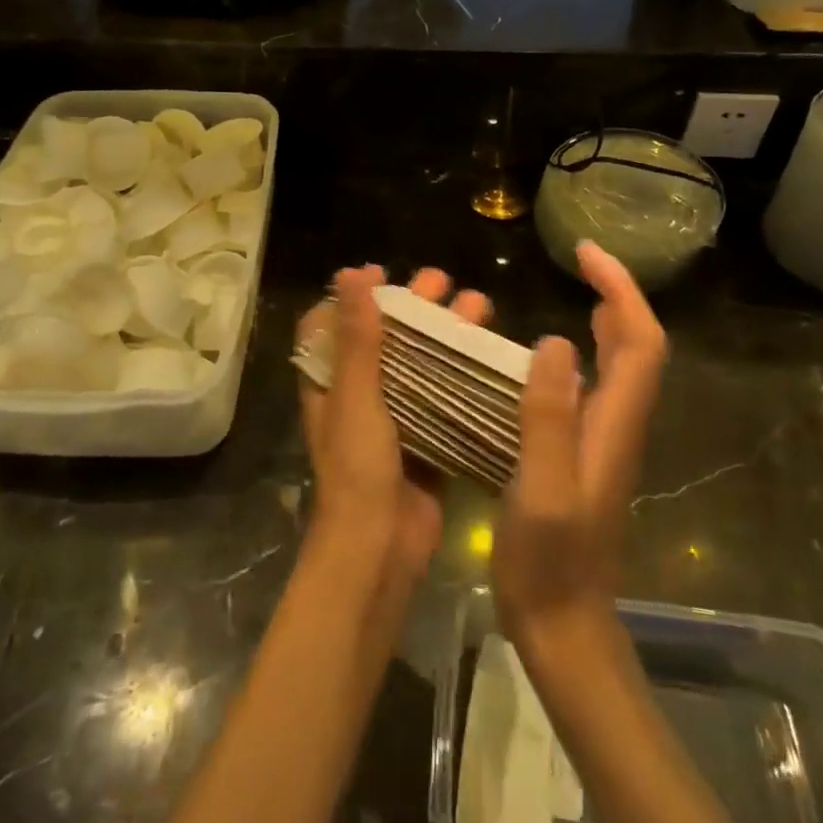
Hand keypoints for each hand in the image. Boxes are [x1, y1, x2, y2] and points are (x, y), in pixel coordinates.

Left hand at [298, 266, 492, 580]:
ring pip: (421, 363)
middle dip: (414, 306)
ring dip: (446, 334)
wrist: (380, 549)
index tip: (383, 272)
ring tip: (480, 306)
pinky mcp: (427, 440)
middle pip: (385, 337)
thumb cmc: (358, 469)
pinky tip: (492, 356)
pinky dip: (464, 375)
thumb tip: (352, 274)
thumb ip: (357, 338)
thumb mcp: (356, 397)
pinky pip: (446, 398)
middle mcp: (360, 394)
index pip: (331, 325)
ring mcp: (396, 418)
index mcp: (330, 382)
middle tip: (444, 282)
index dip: (353, 295)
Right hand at [494, 240, 666, 656]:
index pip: (640, 342)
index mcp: (615, 425)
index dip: (622, 290)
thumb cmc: (549, 562)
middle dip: (618, 293)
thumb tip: (554, 342)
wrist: (564, 626)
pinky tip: (549, 356)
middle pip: (639, 346)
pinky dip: (586, 352)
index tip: (587, 254)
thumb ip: (549, 419)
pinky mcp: (585, 455)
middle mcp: (619, 425)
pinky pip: (595, 387)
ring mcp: (605, 442)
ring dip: (608, 319)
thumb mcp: (541, 490)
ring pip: (621, 365)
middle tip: (581, 260)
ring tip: (575, 289)